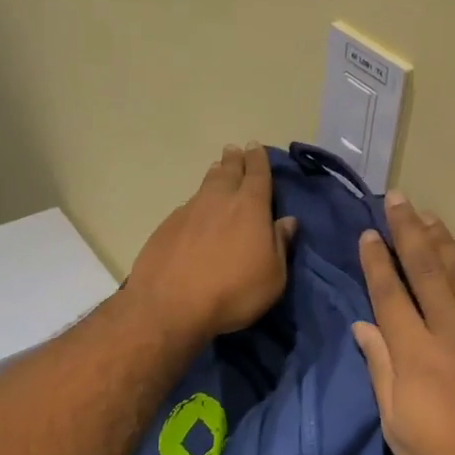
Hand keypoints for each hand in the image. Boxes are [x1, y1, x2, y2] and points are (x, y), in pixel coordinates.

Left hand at [125, 144, 296, 346]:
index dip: (258, 160)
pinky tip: (196, 212)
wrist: (169, 306)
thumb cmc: (233, 293)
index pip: (257, 174)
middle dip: (235, 160)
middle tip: (235, 151)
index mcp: (250, 207)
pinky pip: (188, 206)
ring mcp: (189, 211)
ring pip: (206, 185)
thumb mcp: (272, 277)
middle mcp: (219, 200)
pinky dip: (197, 203)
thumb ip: (280, 245)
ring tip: (218, 170)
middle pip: (228, 171)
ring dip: (215, 175)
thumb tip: (288, 221)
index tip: (256, 147)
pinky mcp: (166, 227)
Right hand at [354, 196, 454, 454]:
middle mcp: (452, 331)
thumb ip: (381, 369)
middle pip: (427, 269)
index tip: (369, 233)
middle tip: (398, 200)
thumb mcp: (397, 426)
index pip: (391, 293)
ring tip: (431, 217)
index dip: (378, 261)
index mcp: (416, 353)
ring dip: (445, 242)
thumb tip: (363, 326)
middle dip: (409, 231)